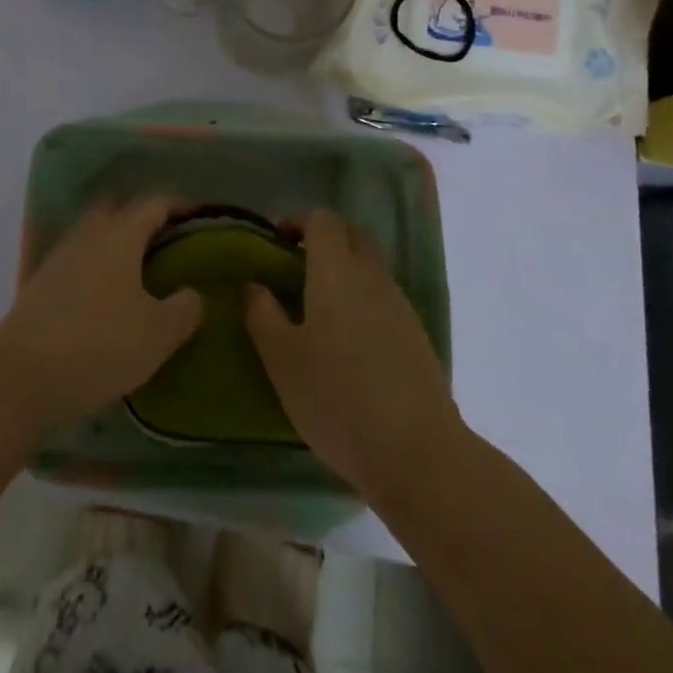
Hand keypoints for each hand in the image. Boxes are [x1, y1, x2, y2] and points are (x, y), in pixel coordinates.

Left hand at [0, 196, 201, 433]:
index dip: (180, 204)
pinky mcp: (42, 284)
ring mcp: (60, 257)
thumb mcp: (157, 333)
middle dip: (144, 218)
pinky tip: (109, 294)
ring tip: (142, 269)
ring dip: (119, 242)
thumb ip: (184, 308)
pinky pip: (80, 260)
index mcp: (119, 235)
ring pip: (96, 235)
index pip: (154, 203)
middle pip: (119, 211)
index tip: (200, 212)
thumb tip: (192, 293)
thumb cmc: (99, 345)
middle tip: (169, 238)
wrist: (20, 377)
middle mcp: (88, 235)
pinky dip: (99, 266)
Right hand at [246, 210, 460, 497]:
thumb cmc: (337, 398)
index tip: (278, 243)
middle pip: (353, 234)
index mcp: (336, 271)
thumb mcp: (282, 359)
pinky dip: (364, 300)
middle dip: (326, 238)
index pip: (323, 220)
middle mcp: (372, 276)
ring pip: (372, 266)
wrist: (417, 452)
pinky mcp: (417, 336)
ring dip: (347, 270)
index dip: (299, 222)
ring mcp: (400, 305)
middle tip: (298, 266)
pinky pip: (385, 298)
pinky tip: (349, 341)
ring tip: (318, 307)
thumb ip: (262, 315)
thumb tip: (254, 285)